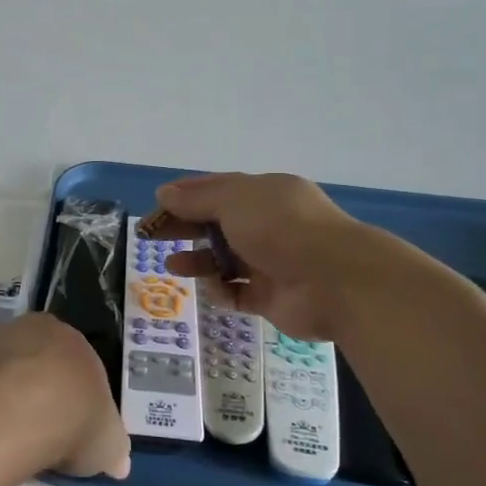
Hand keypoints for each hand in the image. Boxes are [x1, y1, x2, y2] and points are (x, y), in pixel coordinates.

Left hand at [0, 313, 129, 485]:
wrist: (13, 410)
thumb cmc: (73, 417)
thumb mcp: (109, 442)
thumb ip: (112, 448)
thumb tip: (117, 462)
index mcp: (66, 339)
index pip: (74, 371)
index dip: (74, 409)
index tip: (70, 440)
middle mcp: (24, 332)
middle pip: (31, 377)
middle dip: (34, 419)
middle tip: (36, 458)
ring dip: (0, 432)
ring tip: (1, 483)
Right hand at [154, 172, 390, 341]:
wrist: (335, 281)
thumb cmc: (281, 229)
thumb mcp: (235, 202)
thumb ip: (197, 199)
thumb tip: (164, 193)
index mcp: (265, 194)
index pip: (219, 189)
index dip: (186, 195)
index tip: (157, 205)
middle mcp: (269, 225)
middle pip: (217, 224)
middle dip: (185, 228)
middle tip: (151, 237)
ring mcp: (272, 262)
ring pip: (225, 260)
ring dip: (199, 261)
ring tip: (173, 267)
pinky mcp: (273, 297)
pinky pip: (239, 293)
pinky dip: (223, 292)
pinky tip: (212, 290)